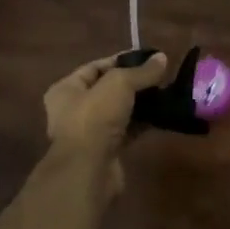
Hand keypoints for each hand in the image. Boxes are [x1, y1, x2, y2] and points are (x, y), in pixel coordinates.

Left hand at [43, 51, 169, 179]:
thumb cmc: (95, 117)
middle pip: (108, 89)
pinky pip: (126, 130)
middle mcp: (73, 110)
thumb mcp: (119, 84)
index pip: (95, 67)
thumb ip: (141, 71)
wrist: (89, 170)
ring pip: (118, 111)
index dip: (121, 60)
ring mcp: (89, 133)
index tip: (148, 58)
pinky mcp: (105, 151)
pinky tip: (161, 115)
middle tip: (159, 76)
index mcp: (66, 89)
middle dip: (133, 82)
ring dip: (139, 103)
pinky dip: (141, 123)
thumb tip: (162, 58)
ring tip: (164, 93)